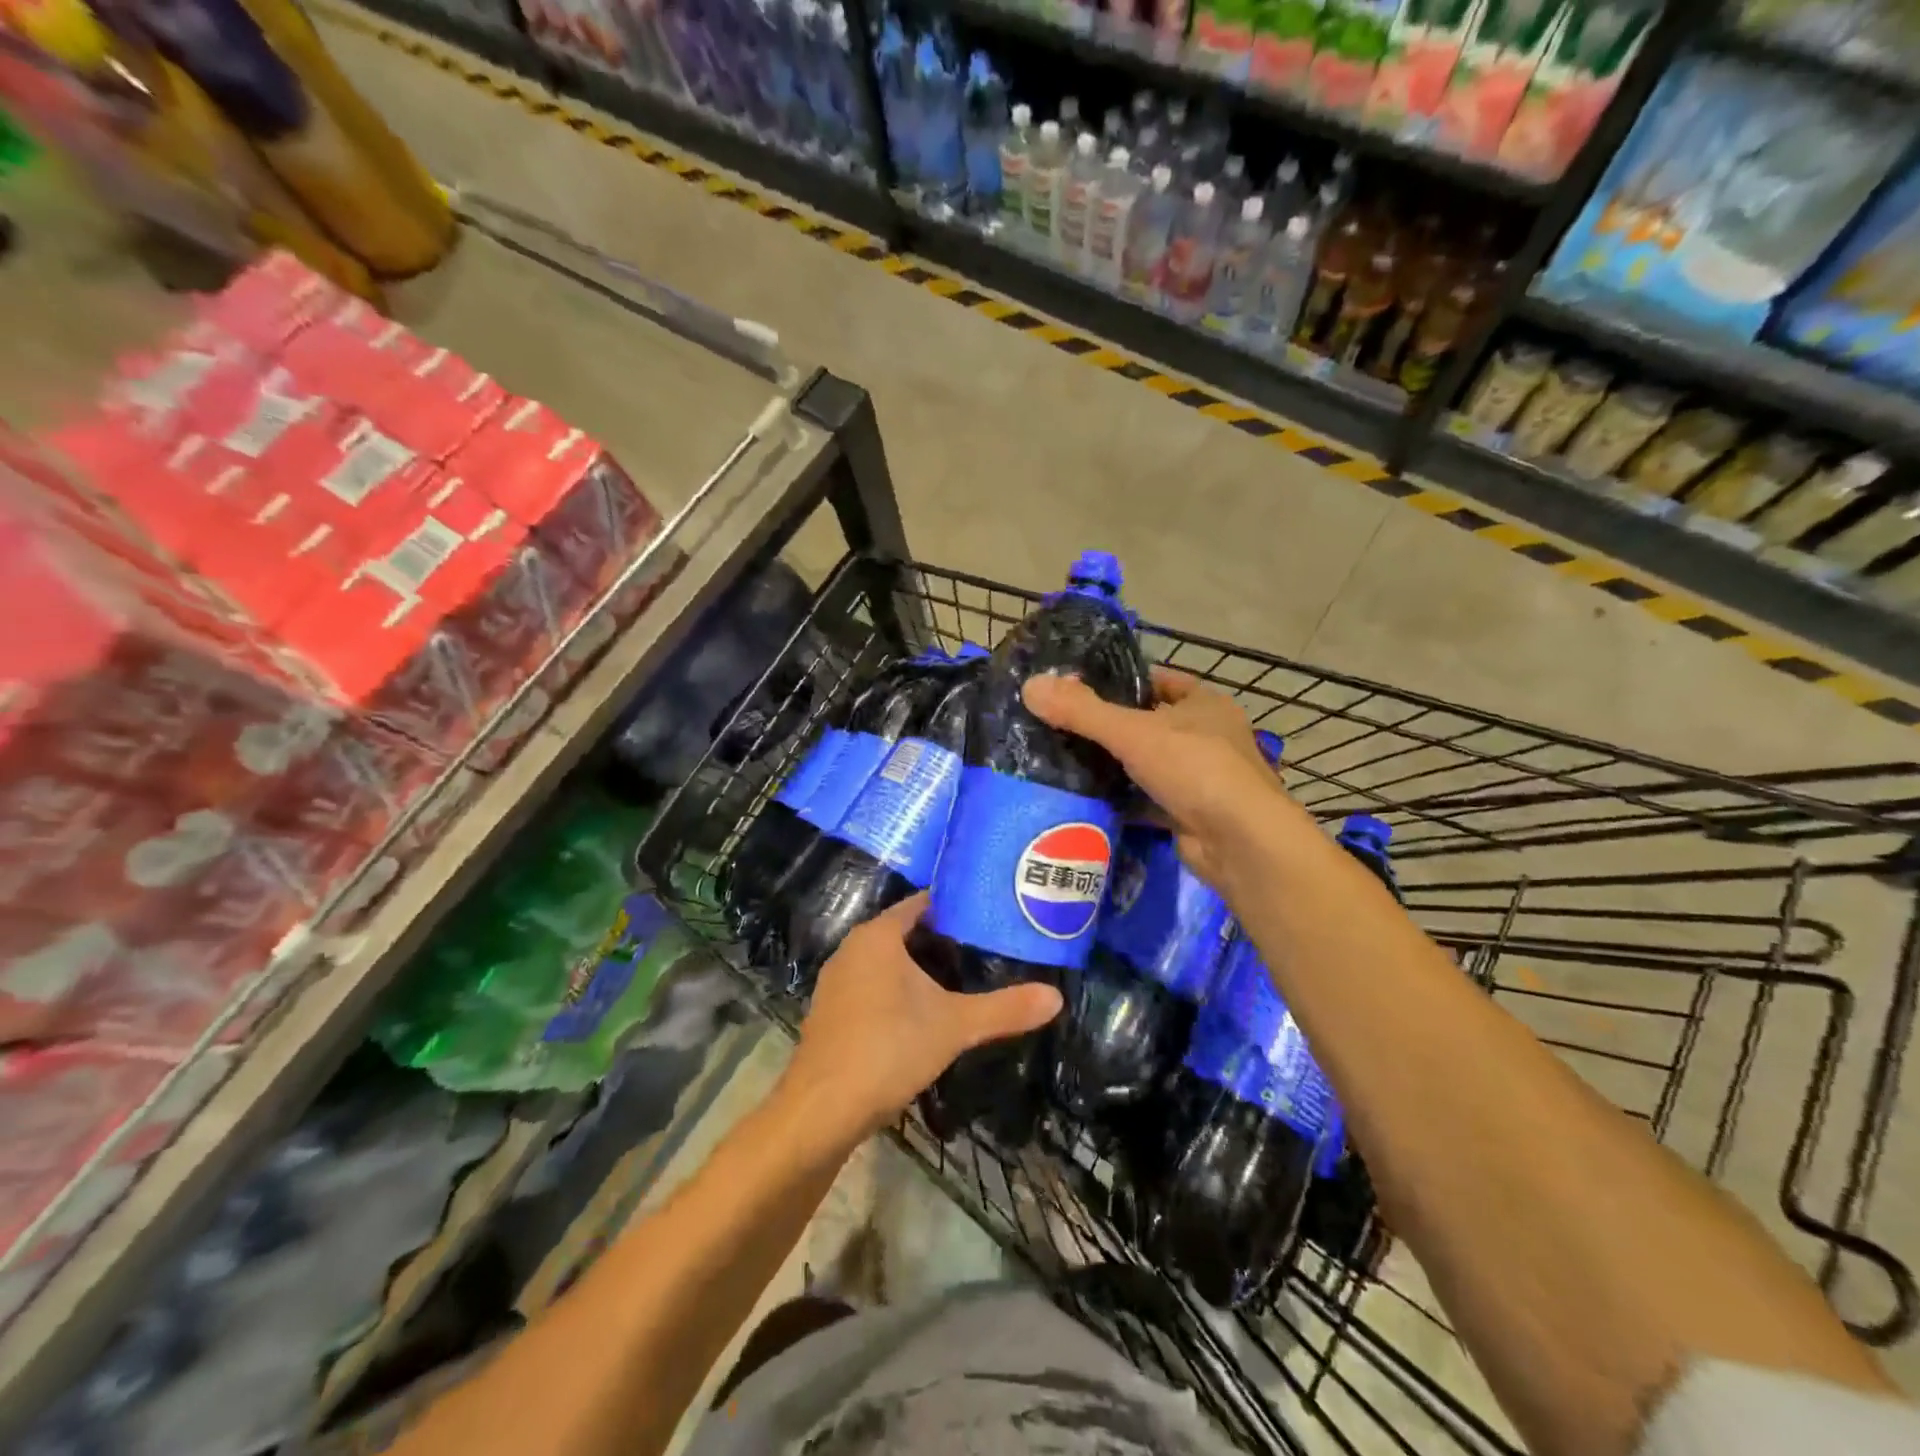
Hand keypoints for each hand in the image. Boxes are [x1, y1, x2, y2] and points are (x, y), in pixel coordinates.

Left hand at [784, 893, 1061, 1141]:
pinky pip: (872, 985)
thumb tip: (1056, 997)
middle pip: (905, 931)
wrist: (822, 1109)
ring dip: (919, 968)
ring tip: (963, 979)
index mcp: (877, 936)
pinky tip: (923, 1013)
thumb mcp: (954, 1026)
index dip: (956, 907)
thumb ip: (1005, 1009)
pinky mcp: (831, 1011)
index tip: (990, 915)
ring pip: (887, 961)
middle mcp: (852, 948)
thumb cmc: (888, 1049)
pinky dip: (898, 990)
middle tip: (987, 949)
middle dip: (943, 940)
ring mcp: (837, 981)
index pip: (922, 903)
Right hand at [1023, 667, 1285, 886]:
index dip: (1121, 682)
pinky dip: (1123, 802)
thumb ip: (1082, 711)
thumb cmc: (1195, 769)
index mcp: (1204, 705)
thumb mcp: (1134, 732)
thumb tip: (1031, 685)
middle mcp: (1206, 737)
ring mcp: (1200, 779)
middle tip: (1060, 727)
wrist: (1240, 843)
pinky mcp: (1188, 814)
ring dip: (1115, 767)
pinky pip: (1147, 801)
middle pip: (1149, 725)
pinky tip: (1087, 800)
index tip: (1078, 689)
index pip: (1157, 681)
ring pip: (1147, 765)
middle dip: (1110, 728)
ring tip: (1063, 762)